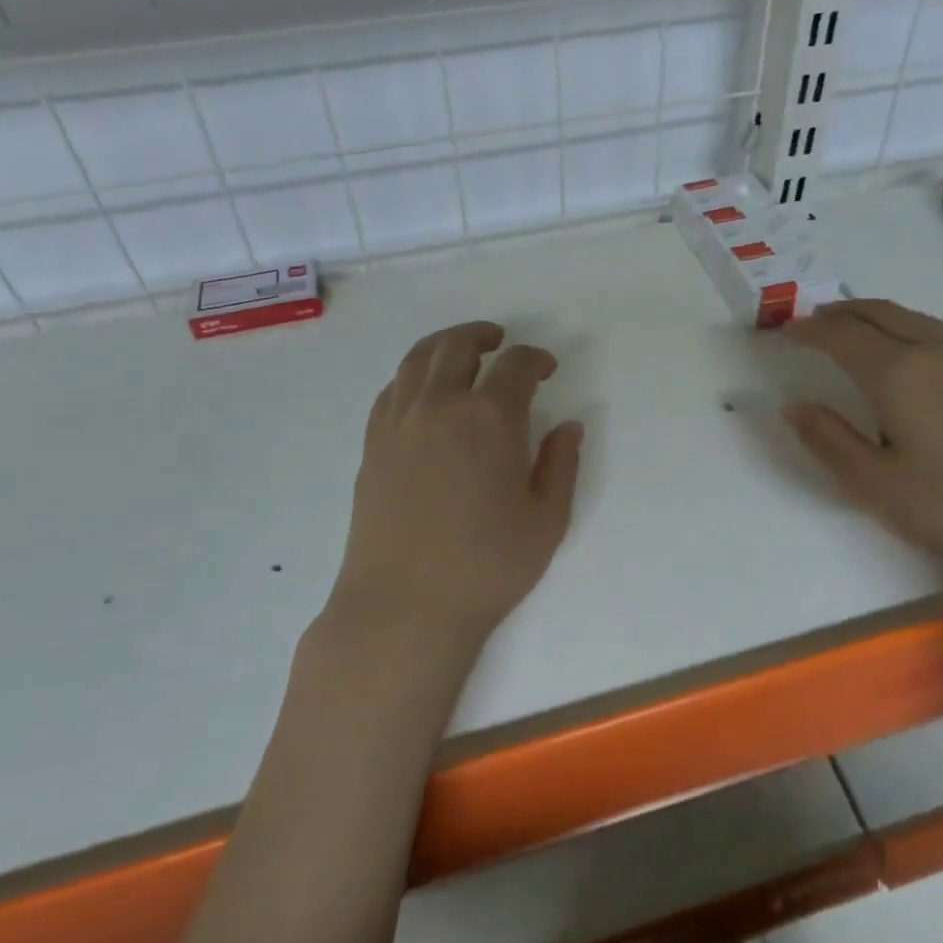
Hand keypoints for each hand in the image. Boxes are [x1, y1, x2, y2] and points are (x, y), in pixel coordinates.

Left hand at [324, 321, 583, 662]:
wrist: (404, 606)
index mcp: (490, 417)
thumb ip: (561, 464)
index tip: (547, 369)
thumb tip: (569, 426)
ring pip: (419, 359)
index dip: (536, 359)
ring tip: (462, 352)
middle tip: (501, 342)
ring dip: (445, 345)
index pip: (515, 365)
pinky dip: (414, 374)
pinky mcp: (373, 443)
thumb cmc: (487, 565)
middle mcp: (440, 405)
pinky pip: (393, 388)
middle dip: (484, 336)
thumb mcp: (547, 520)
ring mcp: (399, 421)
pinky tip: (425, 391)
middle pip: (458, 346)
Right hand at [782, 299, 942, 585]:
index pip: (841, 335)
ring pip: (913, 319)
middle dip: (839, 313)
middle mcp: (934, 353)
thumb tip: (793, 405)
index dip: (808, 330)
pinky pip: (939, 333)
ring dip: (874, 315)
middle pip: (879, 313)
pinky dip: (906, 328)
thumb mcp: (874, 485)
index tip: (784, 333)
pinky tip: (909, 354)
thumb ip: (828, 440)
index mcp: (897, 373)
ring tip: (853, 328)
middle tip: (811, 322)